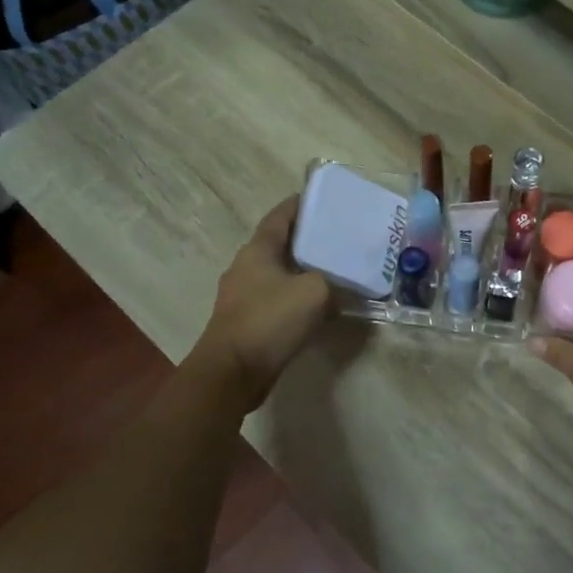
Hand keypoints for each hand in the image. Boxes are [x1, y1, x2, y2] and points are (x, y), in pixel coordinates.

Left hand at [192, 197, 332, 409]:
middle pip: (281, 244)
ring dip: (304, 272)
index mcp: (258, 250)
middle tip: (340, 238)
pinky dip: (298, 298)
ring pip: (280, 274)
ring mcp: (244, 295)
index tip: (325, 199)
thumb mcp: (315, 292)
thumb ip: (332, 282)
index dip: (301, 204)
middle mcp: (246, 267)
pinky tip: (320, 307)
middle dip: (309, 240)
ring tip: (335, 272)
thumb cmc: (270, 320)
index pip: (281, 216)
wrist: (233, 373)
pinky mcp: (247, 321)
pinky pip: (278, 300)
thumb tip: (340, 290)